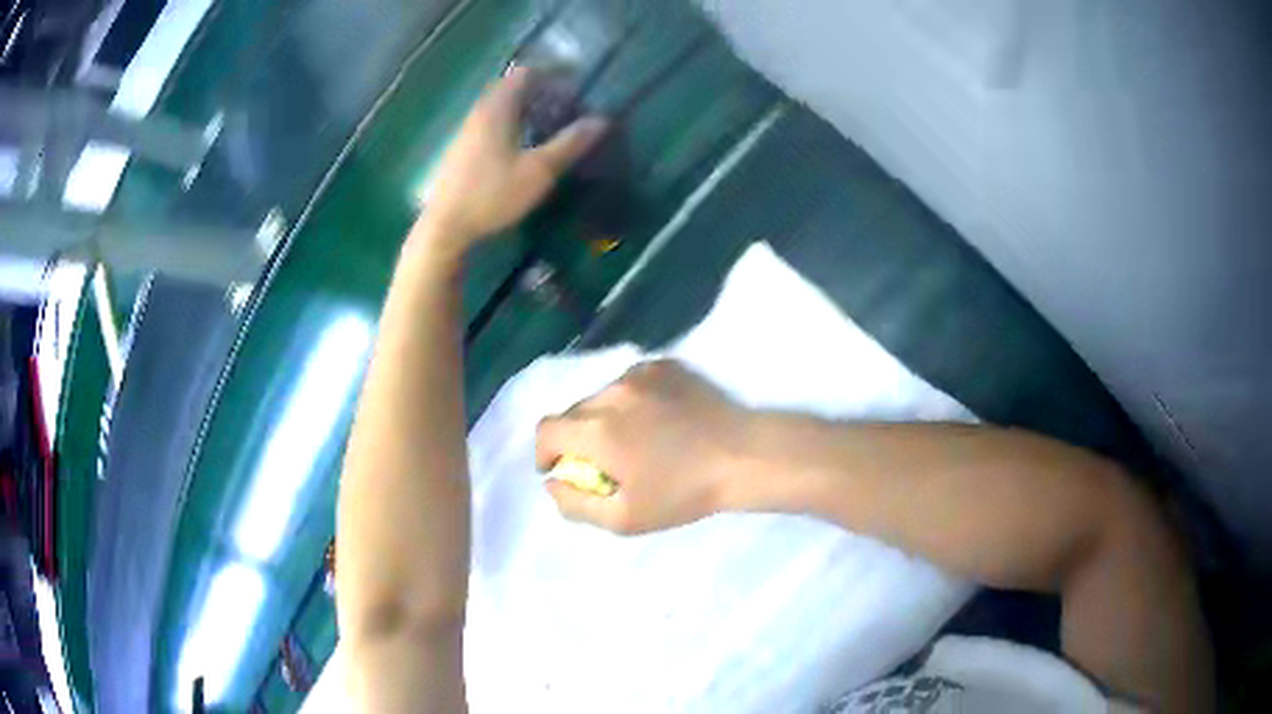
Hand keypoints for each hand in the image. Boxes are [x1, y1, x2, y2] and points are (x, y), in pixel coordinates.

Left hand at [414, 66, 608, 254]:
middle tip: (568, 105)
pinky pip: (492, 122)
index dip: (553, 74)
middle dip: (542, 90)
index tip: (576, 83)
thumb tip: (602, 120)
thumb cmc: (492, 195)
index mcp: (497, 108)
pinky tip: (524, 145)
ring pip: (501, 106)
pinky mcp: (462, 149)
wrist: (445, 227)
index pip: (526, 73)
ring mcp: (467, 130)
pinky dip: (513, 122)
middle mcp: (480, 112)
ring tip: (550, 124)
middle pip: (512, 87)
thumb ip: (570, 143)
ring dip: (526, 108)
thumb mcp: (538, 171)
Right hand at [535, 360, 750, 534]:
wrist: (743, 456)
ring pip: (601, 395)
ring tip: (635, 439)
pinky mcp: (664, 366)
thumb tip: (552, 482)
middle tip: (604, 462)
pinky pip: (630, 382)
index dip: (545, 452)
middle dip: (576, 438)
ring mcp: (639, 374)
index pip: (545, 430)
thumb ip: (575, 503)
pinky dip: (631, 400)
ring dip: (604, 417)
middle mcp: (611, 393)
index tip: (562, 470)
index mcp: (597, 430)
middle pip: (573, 412)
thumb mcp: (624, 519)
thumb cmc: (684, 494)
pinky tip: (658, 420)